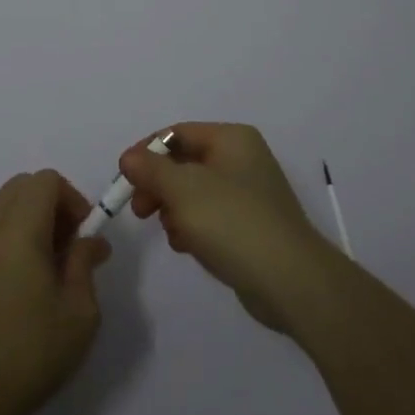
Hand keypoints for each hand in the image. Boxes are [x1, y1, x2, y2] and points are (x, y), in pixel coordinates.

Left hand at [0, 171, 111, 414]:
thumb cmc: (31, 354)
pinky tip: (13, 285)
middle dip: (50, 204)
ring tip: (41, 268)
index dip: (72, 198)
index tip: (84, 235)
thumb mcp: (79, 312)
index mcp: (17, 230)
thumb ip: (84, 263)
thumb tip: (89, 241)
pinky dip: (3, 239)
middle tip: (67, 247)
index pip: (46, 180)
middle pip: (20, 186)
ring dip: (26, 220)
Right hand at [120, 123, 339, 332]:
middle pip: (185, 162)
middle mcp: (242, 158)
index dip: (146, 152)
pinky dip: (193, 227)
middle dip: (158, 185)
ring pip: (194, 192)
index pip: (178, 133)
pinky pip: (210, 216)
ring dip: (173, 209)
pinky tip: (186, 246)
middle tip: (139, 210)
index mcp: (231, 139)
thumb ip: (151, 169)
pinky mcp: (251, 225)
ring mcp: (249, 193)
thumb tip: (129, 157)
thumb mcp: (184, 190)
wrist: (291, 280)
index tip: (123, 178)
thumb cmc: (233, 222)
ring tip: (171, 233)